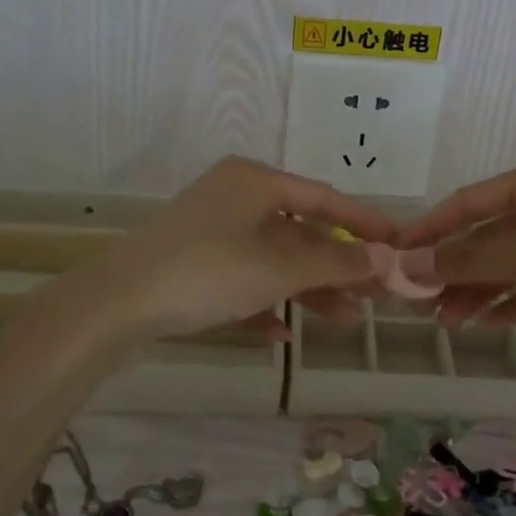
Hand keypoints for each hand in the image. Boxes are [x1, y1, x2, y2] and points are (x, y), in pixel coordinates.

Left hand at [89, 157, 399, 341]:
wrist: (116, 305)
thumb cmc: (208, 270)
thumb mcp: (279, 268)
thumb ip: (336, 263)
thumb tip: (386, 258)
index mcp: (255, 182)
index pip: (325, 198)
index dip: (365, 223)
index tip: (400, 244)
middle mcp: (234, 198)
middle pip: (300, 232)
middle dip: (337, 266)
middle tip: (377, 294)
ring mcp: (210, 232)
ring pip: (272, 260)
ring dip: (307, 289)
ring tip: (345, 320)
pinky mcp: (191, 266)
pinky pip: (241, 281)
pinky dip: (264, 303)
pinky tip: (281, 334)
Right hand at [393, 155, 515, 330]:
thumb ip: (470, 261)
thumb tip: (410, 263)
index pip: (468, 202)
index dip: (430, 227)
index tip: (397, 253)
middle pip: (488, 235)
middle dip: (454, 267)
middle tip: (419, 299)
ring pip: (510, 263)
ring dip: (479, 289)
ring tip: (446, 320)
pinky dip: (512, 301)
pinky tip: (485, 323)